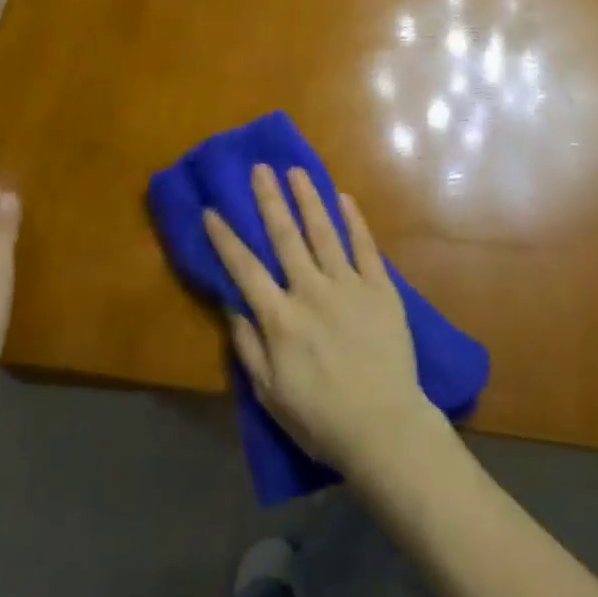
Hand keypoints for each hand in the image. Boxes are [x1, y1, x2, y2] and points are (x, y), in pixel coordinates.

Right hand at [204, 164, 441, 479]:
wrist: (385, 428)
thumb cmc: (321, 418)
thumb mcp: (270, 393)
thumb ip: (248, 346)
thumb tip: (230, 304)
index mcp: (281, 319)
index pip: (245, 269)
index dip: (226, 239)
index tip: (212, 210)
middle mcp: (311, 291)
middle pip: (286, 238)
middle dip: (270, 200)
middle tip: (260, 169)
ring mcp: (349, 286)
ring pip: (324, 232)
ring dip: (309, 199)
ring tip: (296, 171)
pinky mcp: (380, 288)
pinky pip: (365, 247)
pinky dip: (354, 220)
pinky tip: (344, 198)